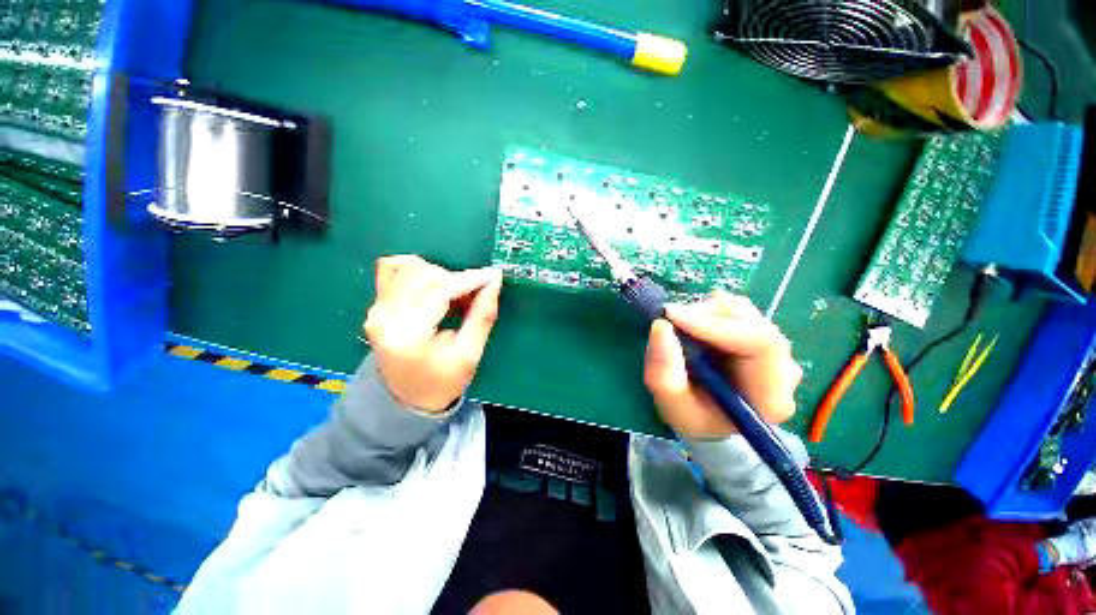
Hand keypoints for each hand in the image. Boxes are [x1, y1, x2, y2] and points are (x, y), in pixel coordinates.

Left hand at [364, 255, 502, 412]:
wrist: (406, 400)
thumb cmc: (442, 382)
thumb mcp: (470, 354)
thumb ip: (482, 314)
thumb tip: (494, 279)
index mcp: (407, 335)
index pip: (438, 291)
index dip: (468, 280)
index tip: (491, 276)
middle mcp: (384, 317)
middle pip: (423, 275)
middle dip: (456, 279)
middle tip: (475, 294)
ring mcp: (376, 309)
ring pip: (409, 267)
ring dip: (439, 275)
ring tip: (455, 295)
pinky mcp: (377, 305)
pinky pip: (394, 270)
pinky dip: (418, 272)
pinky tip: (434, 288)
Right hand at [643, 292, 801, 438]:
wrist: (709, 417)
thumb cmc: (693, 416)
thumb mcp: (672, 406)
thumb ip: (663, 373)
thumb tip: (660, 326)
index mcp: (770, 396)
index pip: (760, 343)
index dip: (715, 324)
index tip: (672, 316)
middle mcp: (783, 368)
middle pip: (750, 322)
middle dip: (703, 316)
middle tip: (669, 321)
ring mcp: (774, 348)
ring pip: (741, 310)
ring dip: (703, 313)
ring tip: (681, 330)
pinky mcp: (759, 333)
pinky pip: (734, 308)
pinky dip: (707, 312)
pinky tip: (694, 329)